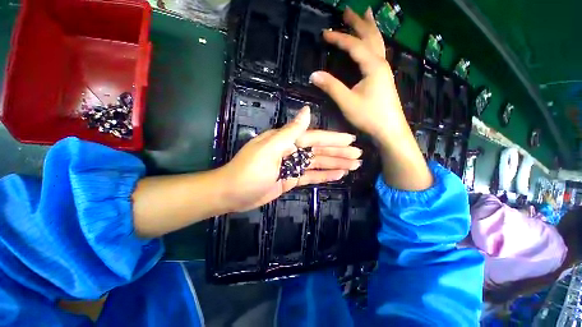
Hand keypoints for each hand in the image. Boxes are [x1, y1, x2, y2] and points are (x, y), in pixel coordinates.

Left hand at [222, 106, 361, 211]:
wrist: (233, 193)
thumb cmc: (249, 171)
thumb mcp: (269, 149)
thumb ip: (290, 132)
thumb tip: (307, 111)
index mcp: (286, 141)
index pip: (314, 138)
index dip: (333, 139)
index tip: (351, 140)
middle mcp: (291, 151)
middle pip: (319, 151)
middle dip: (338, 153)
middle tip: (358, 156)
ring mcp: (292, 166)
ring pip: (318, 164)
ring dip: (335, 164)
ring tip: (353, 166)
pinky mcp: (291, 179)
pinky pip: (311, 176)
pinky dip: (324, 175)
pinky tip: (337, 175)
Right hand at [309, 7, 406, 141]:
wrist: (389, 129)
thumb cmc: (369, 116)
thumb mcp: (347, 102)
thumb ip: (331, 87)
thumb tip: (314, 74)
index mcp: (372, 66)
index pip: (353, 46)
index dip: (338, 38)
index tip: (324, 33)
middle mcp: (380, 63)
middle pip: (370, 36)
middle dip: (358, 23)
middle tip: (347, 10)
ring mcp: (384, 70)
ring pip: (377, 43)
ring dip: (369, 28)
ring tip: (366, 14)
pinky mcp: (384, 77)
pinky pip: (379, 52)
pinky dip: (374, 41)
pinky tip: (372, 43)